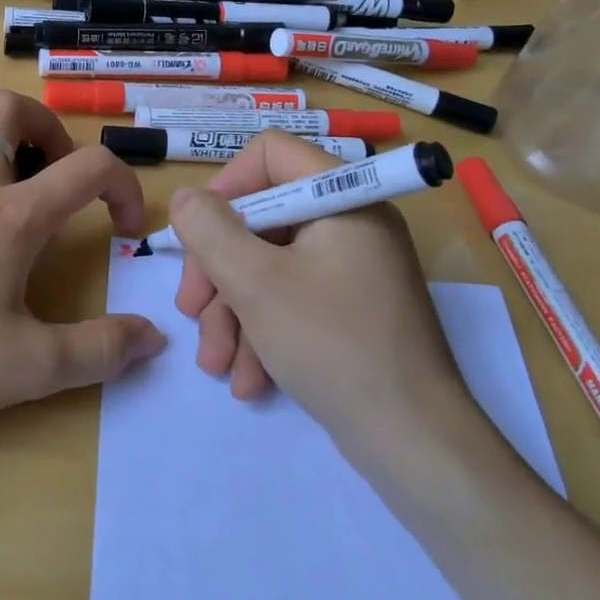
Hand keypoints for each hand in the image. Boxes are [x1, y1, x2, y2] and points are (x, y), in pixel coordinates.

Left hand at [0, 91, 165, 427]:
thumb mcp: (31, 367)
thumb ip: (100, 351)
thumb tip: (154, 338)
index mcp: (14, 215)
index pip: (90, 168)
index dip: (125, 186)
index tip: (126, 227)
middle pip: (10, 109)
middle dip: (47, 125)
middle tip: (57, 169)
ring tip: (4, 158)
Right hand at [168, 131, 469, 445]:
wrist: (414, 445)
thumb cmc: (332, 345)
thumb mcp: (255, 282)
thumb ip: (208, 230)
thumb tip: (186, 198)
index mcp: (342, 198)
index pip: (270, 154)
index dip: (225, 187)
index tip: (198, 234)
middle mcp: (350, 223)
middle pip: (261, 219)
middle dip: (218, 270)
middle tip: (191, 310)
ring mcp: (352, 269)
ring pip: (270, 266)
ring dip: (233, 312)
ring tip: (216, 364)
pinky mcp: (350, 310)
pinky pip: (292, 300)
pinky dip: (263, 332)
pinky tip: (248, 380)